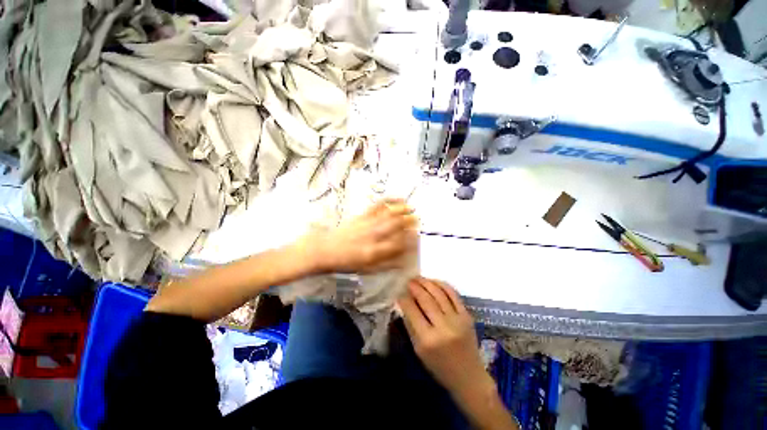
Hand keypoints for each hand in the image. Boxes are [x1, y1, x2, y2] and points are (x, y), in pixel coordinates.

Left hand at [300, 199, 417, 273]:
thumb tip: (404, 261)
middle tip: (418, 220)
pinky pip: (377, 205)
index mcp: (375, 252)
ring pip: (389, 214)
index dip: (410, 240)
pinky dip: (388, 200)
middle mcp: (373, 236)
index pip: (399, 244)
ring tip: (412, 208)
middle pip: (396, 226)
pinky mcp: (362, 215)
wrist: (325, 250)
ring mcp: (368, 223)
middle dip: (409, 222)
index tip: (417, 237)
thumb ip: (387, 265)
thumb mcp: (367, 270)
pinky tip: (397, 199)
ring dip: (402, 210)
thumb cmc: (346, 262)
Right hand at [399, 278, 518, 429]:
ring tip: (419, 278)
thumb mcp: (418, 350)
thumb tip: (404, 303)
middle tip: (408, 280)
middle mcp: (443, 327)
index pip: (412, 311)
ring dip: (427, 282)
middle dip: (415, 287)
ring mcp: (457, 320)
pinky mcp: (467, 316)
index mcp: (427, 340)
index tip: (399, 292)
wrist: (469, 377)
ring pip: (439, 294)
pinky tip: (434, 281)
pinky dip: (443, 285)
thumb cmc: (439, 367)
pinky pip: (453, 295)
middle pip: (426, 299)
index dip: (404, 298)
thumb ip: (410, 325)